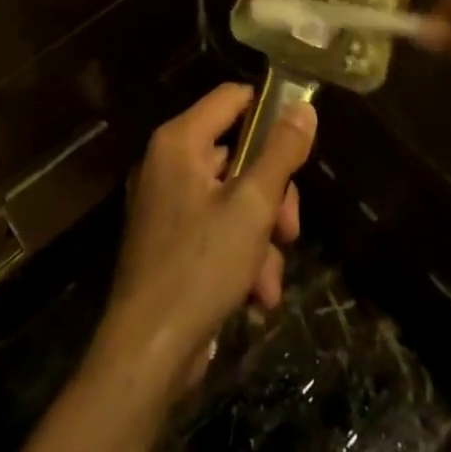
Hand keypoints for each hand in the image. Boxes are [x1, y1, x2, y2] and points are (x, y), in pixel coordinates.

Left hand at [91, 84, 316, 393]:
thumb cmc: (200, 267)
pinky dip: (240, 257)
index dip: (269, 111)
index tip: (301, 140)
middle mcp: (169, 163)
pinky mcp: (171, 241)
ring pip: (234, 199)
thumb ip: (280, 153)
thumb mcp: (252, 206)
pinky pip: (217, 229)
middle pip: (238, 154)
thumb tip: (303, 107)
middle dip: (272, 196)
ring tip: (268, 280)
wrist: (147, 354)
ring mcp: (167, 204)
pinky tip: (255, 296)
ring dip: (261, 238)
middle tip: (289, 229)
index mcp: (180, 141)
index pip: (232, 97)